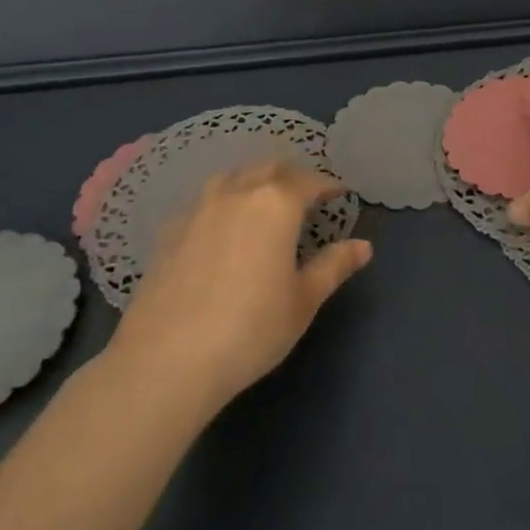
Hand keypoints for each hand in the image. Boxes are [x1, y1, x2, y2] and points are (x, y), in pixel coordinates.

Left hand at [103, 163, 371, 416]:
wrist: (166, 360)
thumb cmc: (250, 329)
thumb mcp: (303, 301)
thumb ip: (333, 266)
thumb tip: (363, 246)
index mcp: (276, 203)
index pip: (309, 180)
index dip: (327, 184)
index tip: (339, 192)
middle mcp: (238, 192)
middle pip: (269, 169)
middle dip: (291, 176)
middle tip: (305, 194)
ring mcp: (199, 208)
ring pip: (233, 178)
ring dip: (254, 181)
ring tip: (263, 202)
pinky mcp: (170, 230)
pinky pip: (205, 201)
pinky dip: (223, 203)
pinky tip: (222, 229)